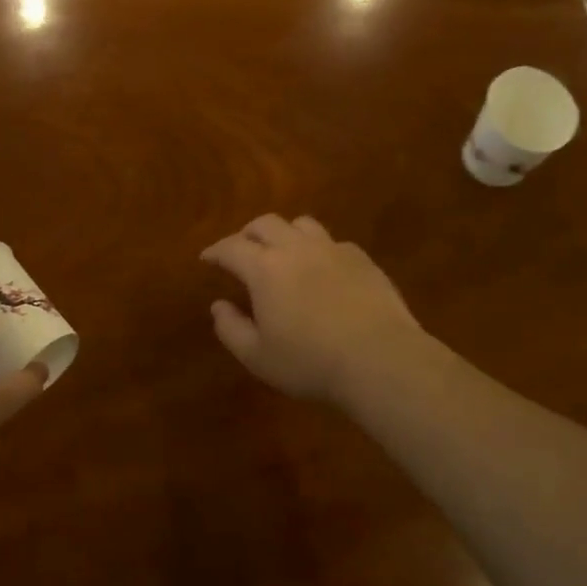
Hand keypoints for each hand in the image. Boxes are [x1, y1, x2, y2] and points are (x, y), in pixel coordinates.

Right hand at [200, 214, 428, 405]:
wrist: (379, 359)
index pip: (231, 247)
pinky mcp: (362, 259)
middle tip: (242, 251)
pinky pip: (333, 242)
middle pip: (265, 223)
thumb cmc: (310, 362)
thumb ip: (231, 329)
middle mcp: (296, 248)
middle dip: (247, 234)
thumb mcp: (258, 357)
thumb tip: (218, 306)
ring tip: (282, 252)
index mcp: (265, 268)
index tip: (207, 258)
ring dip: (284, 233)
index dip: (215, 250)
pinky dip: (318, 249)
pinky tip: (322, 269)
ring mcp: (333, 250)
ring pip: (301, 224)